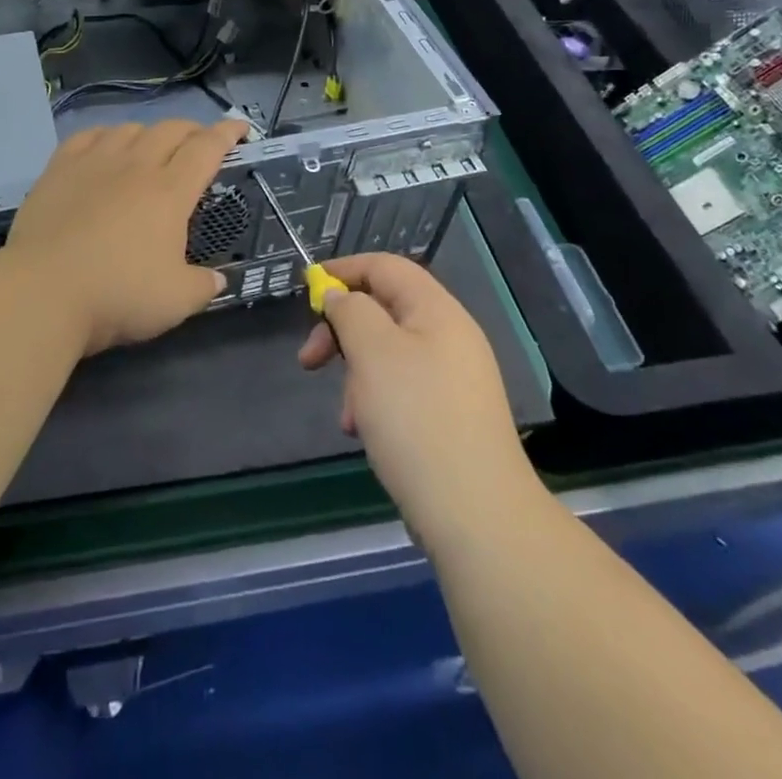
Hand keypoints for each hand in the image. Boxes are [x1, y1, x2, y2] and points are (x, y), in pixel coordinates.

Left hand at [6, 119, 248, 355]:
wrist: (43, 292)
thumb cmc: (117, 295)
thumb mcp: (175, 301)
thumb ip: (202, 286)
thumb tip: (217, 279)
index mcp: (170, 192)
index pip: (207, 149)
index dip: (227, 134)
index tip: (241, 127)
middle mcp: (136, 166)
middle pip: (170, 130)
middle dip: (192, 130)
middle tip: (200, 142)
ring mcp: (94, 163)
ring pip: (129, 128)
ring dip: (149, 132)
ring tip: (152, 147)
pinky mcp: (58, 169)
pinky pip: (87, 136)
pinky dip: (105, 135)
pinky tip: (105, 146)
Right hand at [298, 253, 532, 547]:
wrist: (476, 515)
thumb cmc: (416, 419)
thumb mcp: (372, 352)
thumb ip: (350, 312)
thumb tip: (340, 296)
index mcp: (437, 311)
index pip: (386, 267)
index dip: (344, 270)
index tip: (306, 290)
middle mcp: (449, 337)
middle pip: (384, 310)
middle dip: (342, 331)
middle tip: (309, 360)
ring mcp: (453, 379)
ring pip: (388, 354)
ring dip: (356, 374)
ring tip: (347, 415)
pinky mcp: (450, 416)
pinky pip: (402, 389)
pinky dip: (375, 401)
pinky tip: (364, 432)